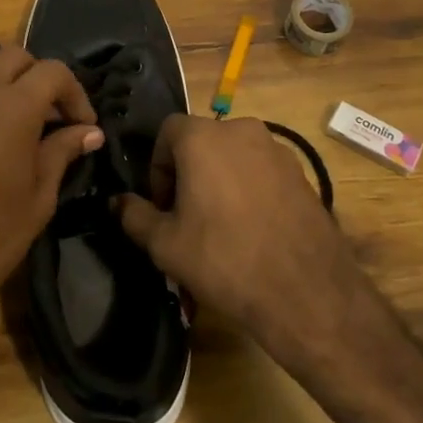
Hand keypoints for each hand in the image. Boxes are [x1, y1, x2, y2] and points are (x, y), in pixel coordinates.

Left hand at [0, 44, 101, 341]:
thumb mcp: (39, 198)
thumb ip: (63, 152)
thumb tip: (88, 132)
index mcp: (12, 108)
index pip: (53, 71)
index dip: (75, 93)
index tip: (82, 126)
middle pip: (12, 58)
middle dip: (37, 78)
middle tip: (48, 118)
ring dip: (0, 98)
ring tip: (9, 141)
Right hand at [116, 115, 367, 368]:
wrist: (305, 291)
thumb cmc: (223, 259)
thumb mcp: (165, 244)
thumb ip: (135, 215)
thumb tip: (117, 202)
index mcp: (204, 137)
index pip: (167, 131)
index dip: (157, 167)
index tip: (162, 206)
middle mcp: (242, 130)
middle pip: (202, 142)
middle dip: (188, 174)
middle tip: (187, 218)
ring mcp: (277, 150)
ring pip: (233, 157)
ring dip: (219, 181)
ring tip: (220, 228)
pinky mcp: (301, 173)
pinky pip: (262, 172)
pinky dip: (249, 190)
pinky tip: (252, 231)